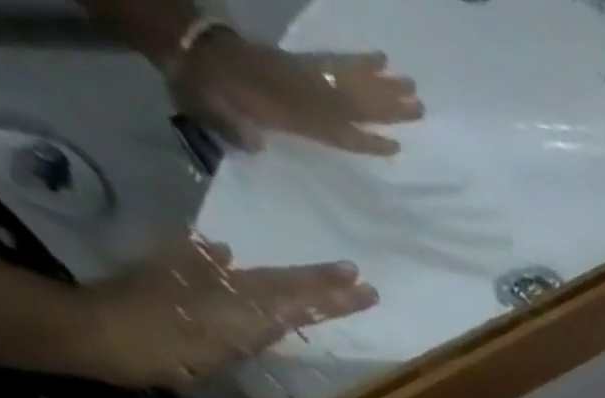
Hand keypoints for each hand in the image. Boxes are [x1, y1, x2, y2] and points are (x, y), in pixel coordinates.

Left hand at [79, 238, 376, 387]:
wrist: (97, 333)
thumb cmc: (168, 346)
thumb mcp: (226, 337)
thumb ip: (260, 316)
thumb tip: (282, 283)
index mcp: (248, 298)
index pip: (303, 295)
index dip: (335, 293)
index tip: (370, 288)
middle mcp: (228, 283)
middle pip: (283, 282)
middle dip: (319, 281)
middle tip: (353, 274)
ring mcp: (197, 280)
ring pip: (256, 276)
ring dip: (287, 277)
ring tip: (312, 274)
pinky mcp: (169, 282)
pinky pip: (209, 267)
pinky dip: (222, 261)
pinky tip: (226, 254)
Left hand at [173, 33, 422, 155]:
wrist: (183, 44)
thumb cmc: (205, 90)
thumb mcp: (216, 114)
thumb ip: (237, 130)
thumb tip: (255, 141)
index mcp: (290, 114)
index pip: (337, 132)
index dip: (366, 141)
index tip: (396, 147)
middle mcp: (304, 95)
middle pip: (353, 103)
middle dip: (387, 106)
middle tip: (421, 107)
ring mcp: (303, 75)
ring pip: (350, 82)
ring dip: (382, 84)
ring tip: (412, 86)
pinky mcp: (299, 61)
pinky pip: (333, 61)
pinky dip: (358, 59)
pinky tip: (380, 58)